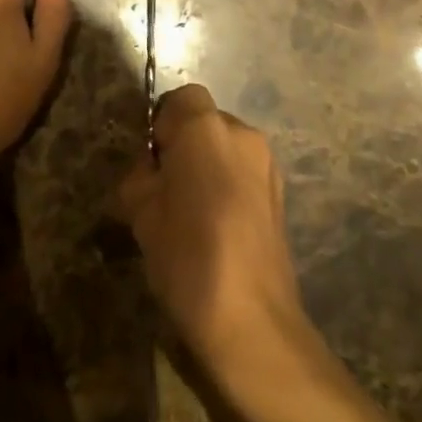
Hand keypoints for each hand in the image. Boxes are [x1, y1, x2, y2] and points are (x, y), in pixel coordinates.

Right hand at [118, 85, 312, 398]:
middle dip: (184, 145)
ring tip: (191, 213)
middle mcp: (242, 134)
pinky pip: (243, 172)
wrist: (253, 323)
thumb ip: (140, 177)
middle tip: (164, 189)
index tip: (152, 162)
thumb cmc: (188, 258)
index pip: (181, 98)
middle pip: (205, 121)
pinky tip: (216, 228)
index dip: (162, 124)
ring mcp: (267, 164)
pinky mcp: (280, 194)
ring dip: (207, 165)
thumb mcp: (141, 214)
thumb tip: (151, 171)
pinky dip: (226, 185)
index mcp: (206, 129)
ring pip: (225, 147)